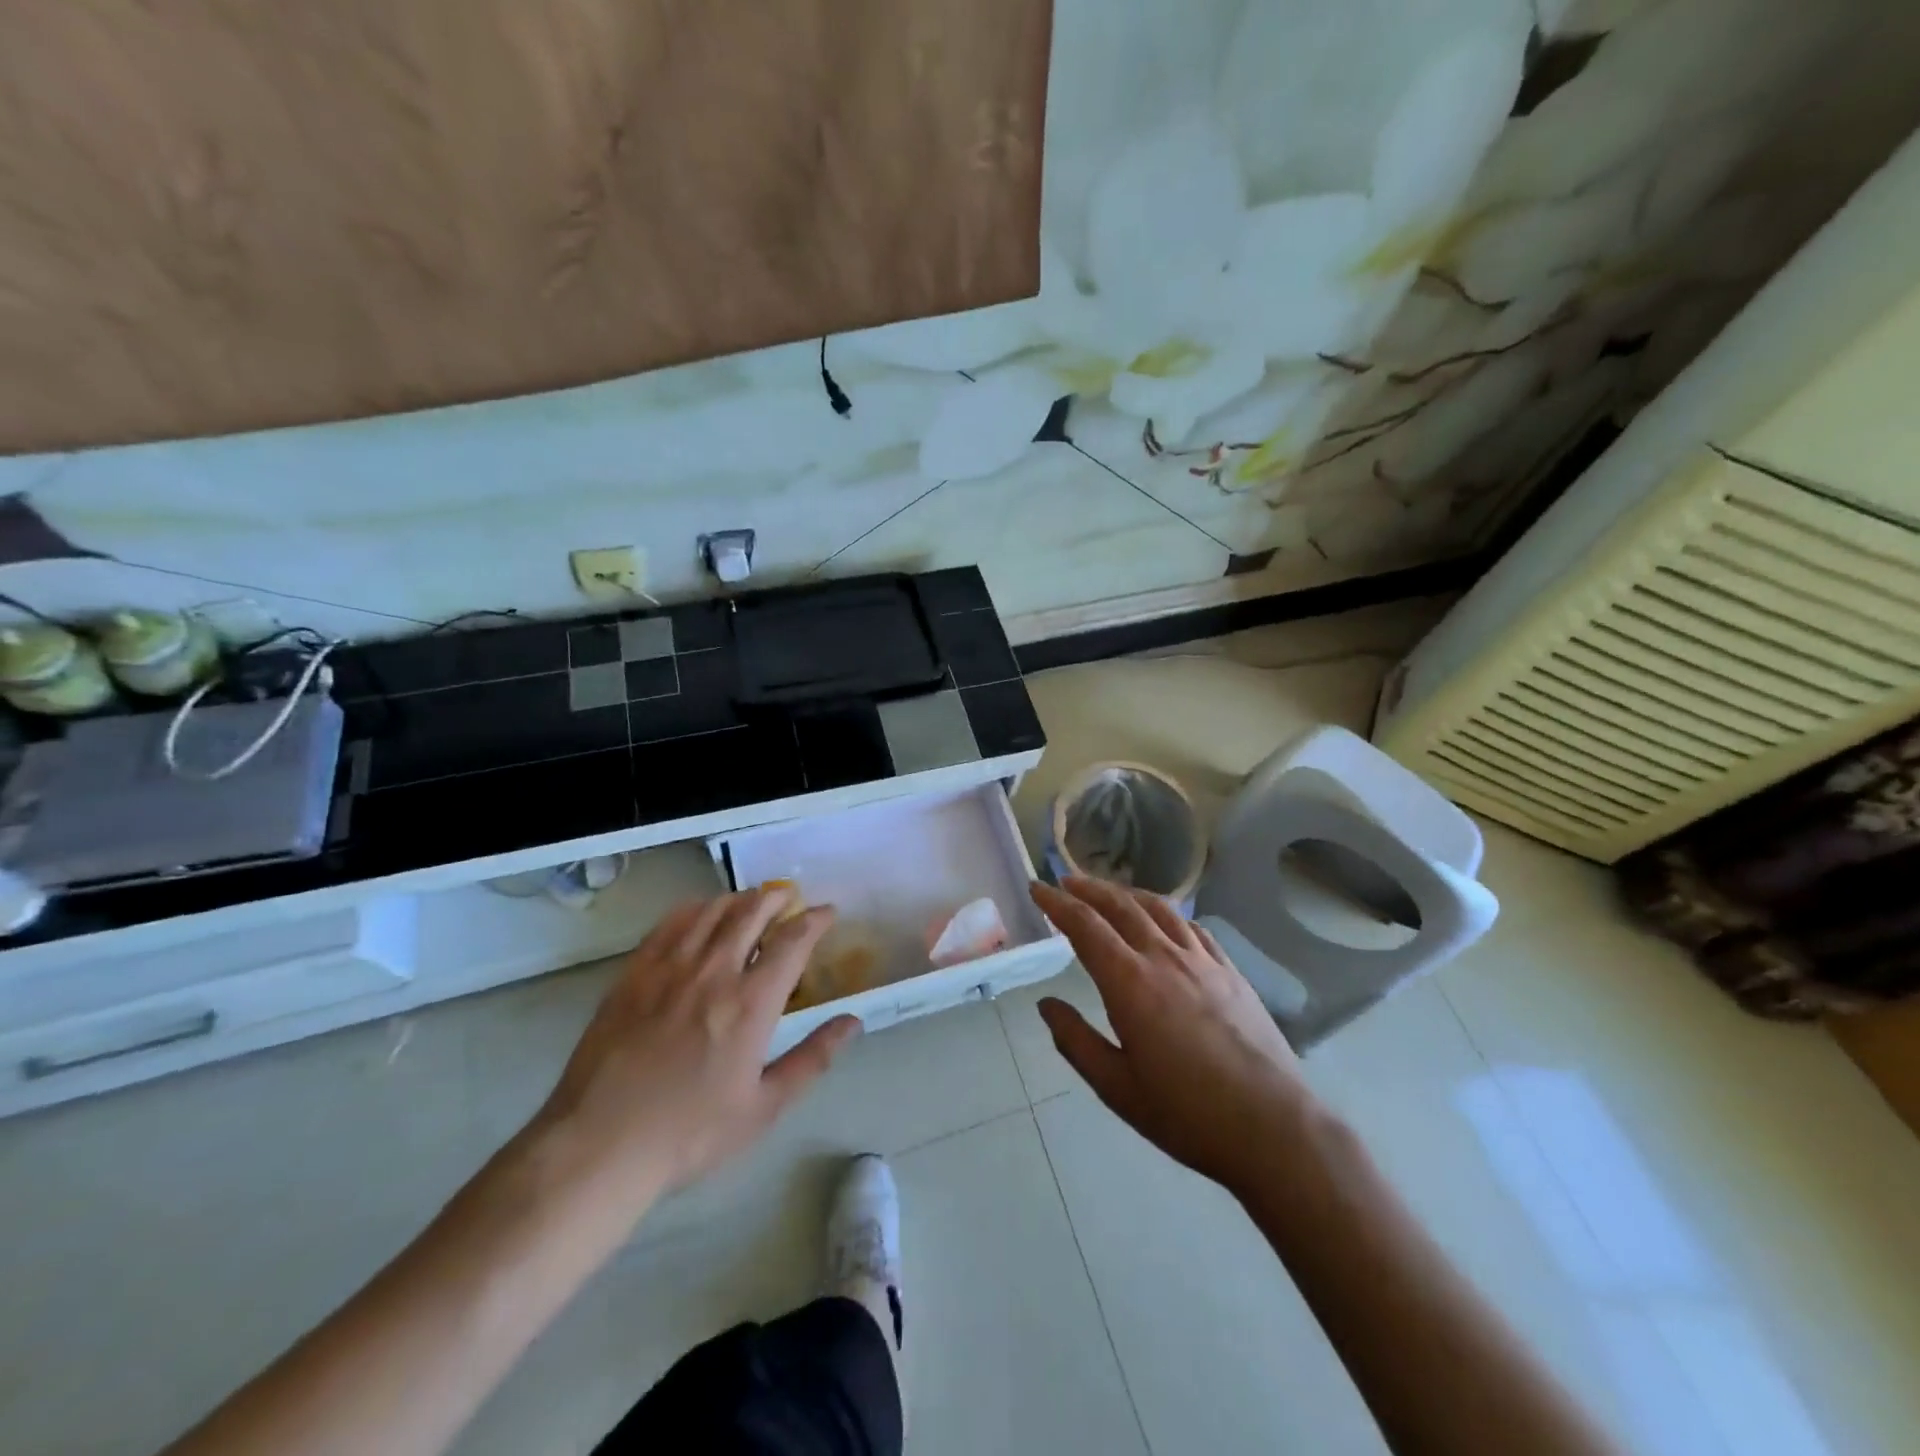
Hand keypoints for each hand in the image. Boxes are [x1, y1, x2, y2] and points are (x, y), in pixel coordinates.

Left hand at [530, 888, 862, 1205]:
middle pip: (752, 912)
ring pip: (712, 910)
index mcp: (750, 1003)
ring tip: (751, 904)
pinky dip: (695, 910)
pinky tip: (701, 916)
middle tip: (789, 901)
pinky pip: (669, 924)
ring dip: (739, 900)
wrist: (599, 1146)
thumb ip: (813, 1058)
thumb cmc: (690, 1133)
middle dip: (778, 899)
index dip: (816, 919)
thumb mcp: (763, 1107)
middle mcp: (713, 972)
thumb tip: (852, 1022)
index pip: (793, 941)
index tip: (827, 912)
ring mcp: (669, 968)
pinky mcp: (634, 974)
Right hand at [1031, 877, 1317, 1196]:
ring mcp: (1203, 961)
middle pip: (1121, 906)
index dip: (1057, 903)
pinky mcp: (1232, 972)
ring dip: (1128, 893)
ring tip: (1110, 892)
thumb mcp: (1116, 1087)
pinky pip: (1194, 928)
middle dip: (1089, 888)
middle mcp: (1164, 958)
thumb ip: (1076, 1041)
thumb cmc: (1187, 1114)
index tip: (1037, 888)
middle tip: (1066, 881)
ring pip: (1160, 908)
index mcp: (1130, 983)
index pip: (1085, 926)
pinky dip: (1169, 913)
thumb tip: (1047, 1004)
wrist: (1274, 1128)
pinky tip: (1165, 920)